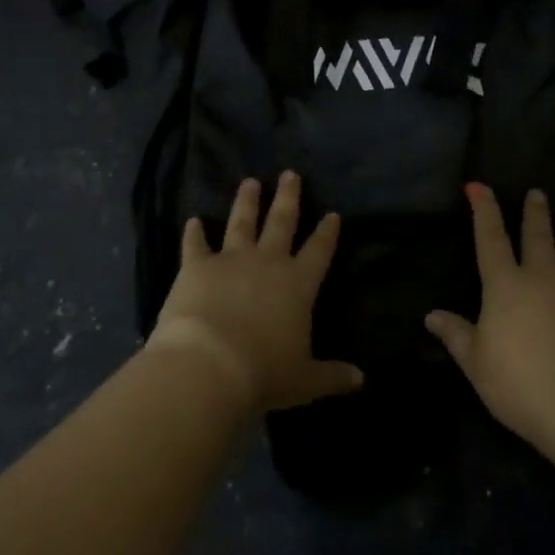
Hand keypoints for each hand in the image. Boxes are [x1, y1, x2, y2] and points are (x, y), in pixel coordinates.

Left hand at [147, 172, 362, 414]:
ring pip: (242, 222)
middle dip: (288, 197)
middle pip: (282, 222)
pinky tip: (193, 221)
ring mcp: (231, 260)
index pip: (319, 251)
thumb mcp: (305, 380)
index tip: (333, 213)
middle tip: (290, 174)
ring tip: (250, 182)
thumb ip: (332, 376)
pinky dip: (194, 233)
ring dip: (247, 202)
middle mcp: (268, 263)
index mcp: (298, 285)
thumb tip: (361, 380)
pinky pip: (196, 244)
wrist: (209, 365)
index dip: (327, 232)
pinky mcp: (197, 266)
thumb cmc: (264, 373)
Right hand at [426, 184, 554, 451]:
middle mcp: (543, 279)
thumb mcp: (476, 363)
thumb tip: (431, 315)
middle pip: (537, 238)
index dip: (484, 210)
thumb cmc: (518, 385)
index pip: (490, 239)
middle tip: (537, 194)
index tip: (479, 187)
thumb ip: (456, 335)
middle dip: (535, 214)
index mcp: (505, 287)